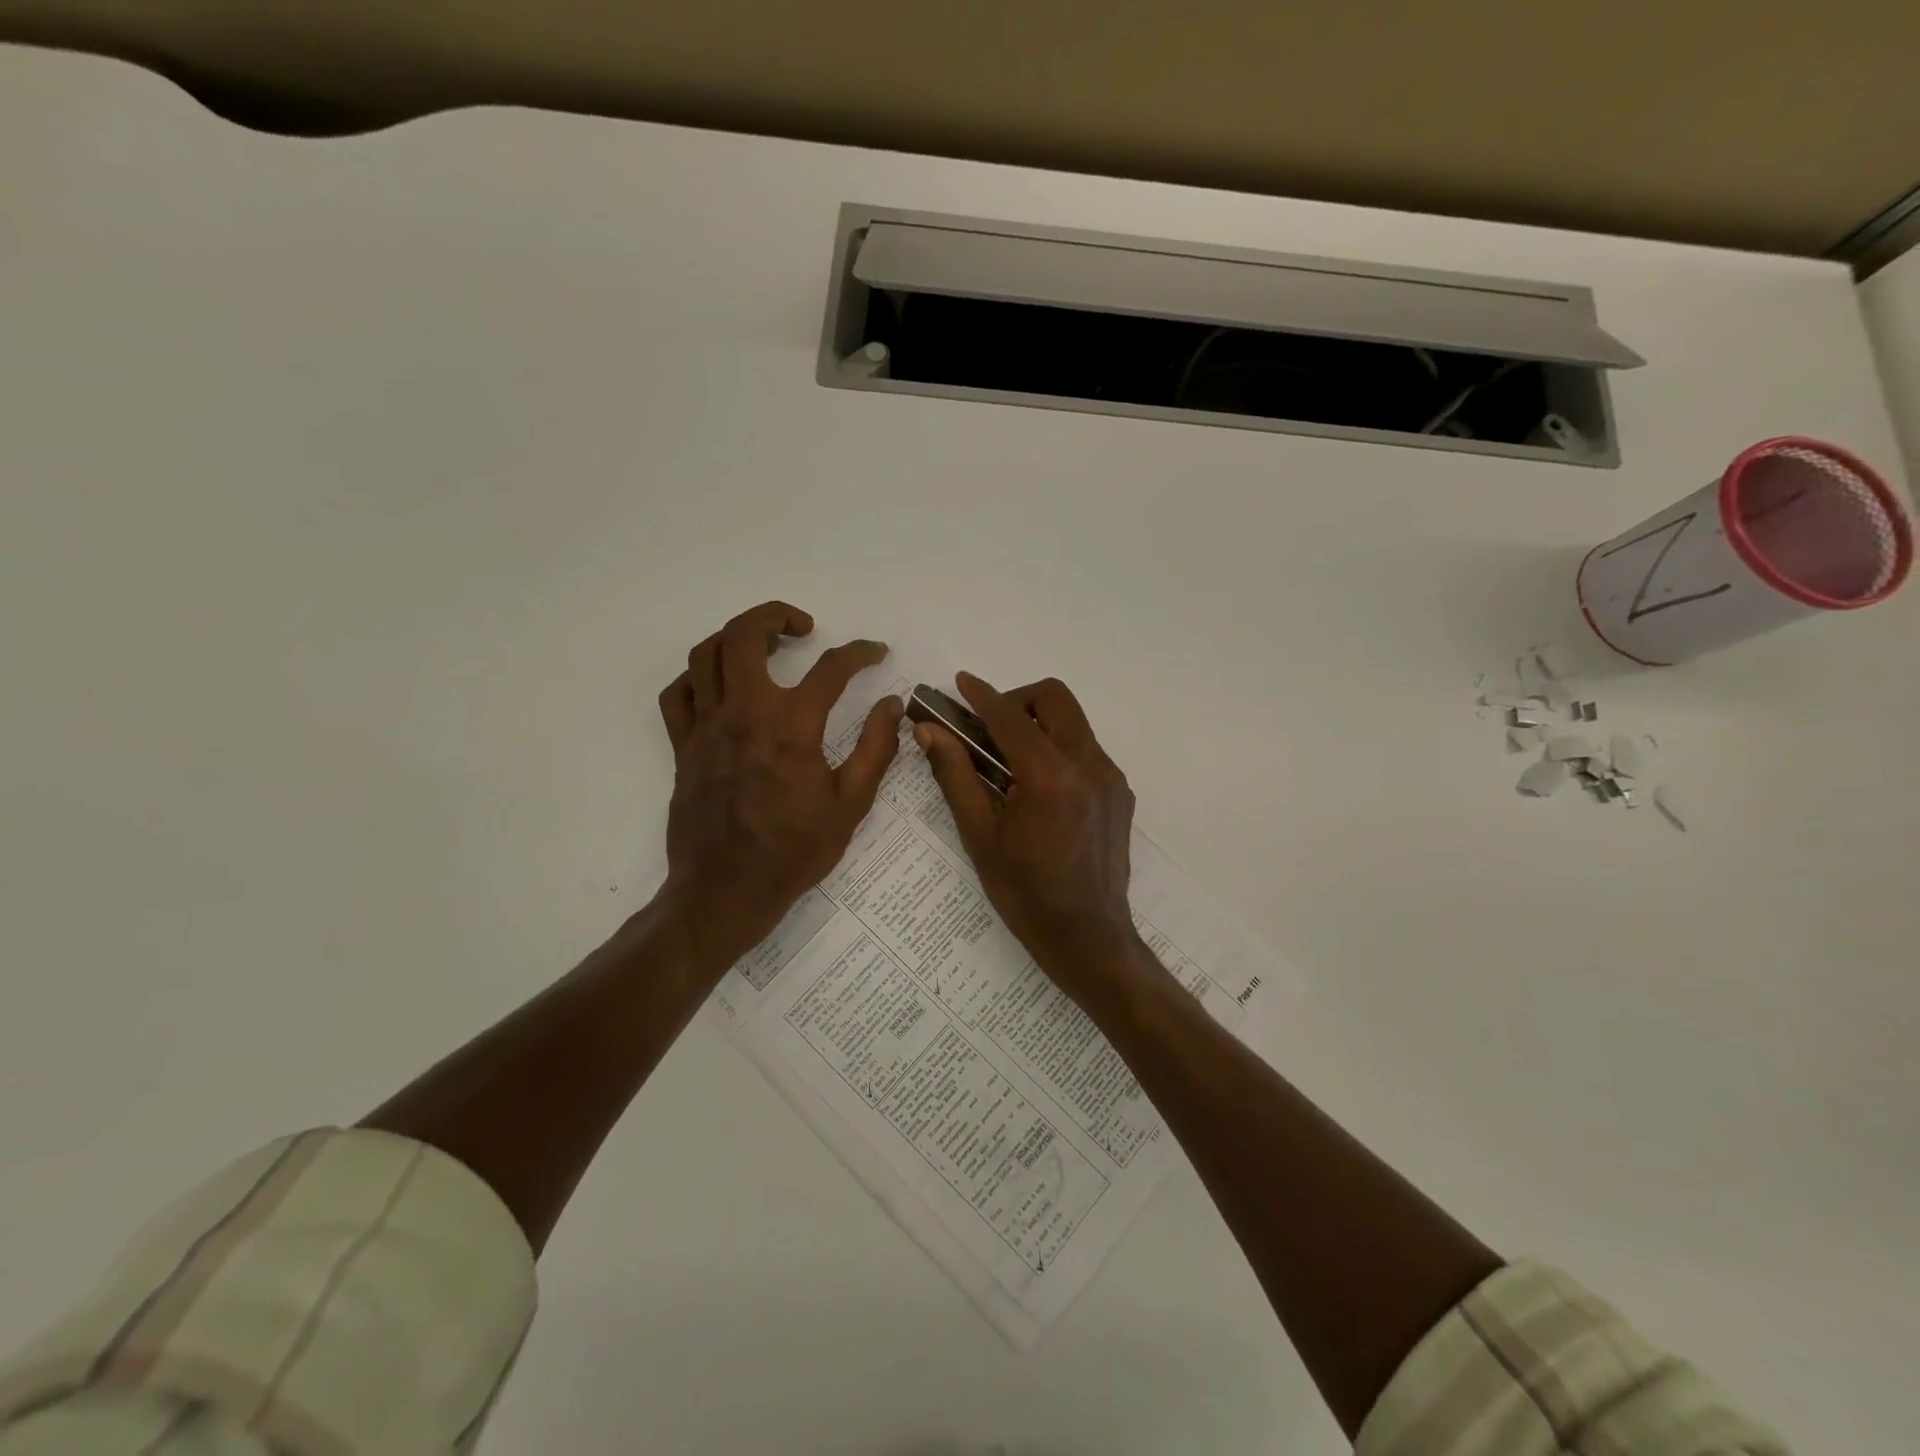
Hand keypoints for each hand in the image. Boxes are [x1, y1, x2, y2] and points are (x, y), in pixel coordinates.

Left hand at [657, 602, 901, 968]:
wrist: (727, 891)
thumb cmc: (794, 851)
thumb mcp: (851, 805)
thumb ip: (876, 749)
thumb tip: (892, 705)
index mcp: (791, 726)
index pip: (831, 669)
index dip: (859, 653)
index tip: (875, 653)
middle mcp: (744, 713)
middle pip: (745, 635)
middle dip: (776, 615)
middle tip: (803, 627)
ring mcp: (706, 727)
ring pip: (706, 655)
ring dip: (736, 637)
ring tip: (763, 646)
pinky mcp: (682, 746)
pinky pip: (678, 693)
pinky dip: (698, 676)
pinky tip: (721, 685)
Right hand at [915, 673, 1146, 1000]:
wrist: (1087, 936)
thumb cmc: (1024, 892)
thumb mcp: (980, 834)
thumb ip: (955, 775)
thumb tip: (929, 731)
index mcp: (1049, 775)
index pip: (1010, 716)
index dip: (981, 695)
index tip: (961, 683)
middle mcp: (1088, 764)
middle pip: (1055, 699)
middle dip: (1018, 700)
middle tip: (990, 729)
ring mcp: (1110, 777)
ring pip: (1073, 723)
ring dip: (1039, 726)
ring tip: (1010, 764)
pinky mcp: (1119, 793)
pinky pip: (1086, 751)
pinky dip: (1058, 751)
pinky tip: (1039, 790)